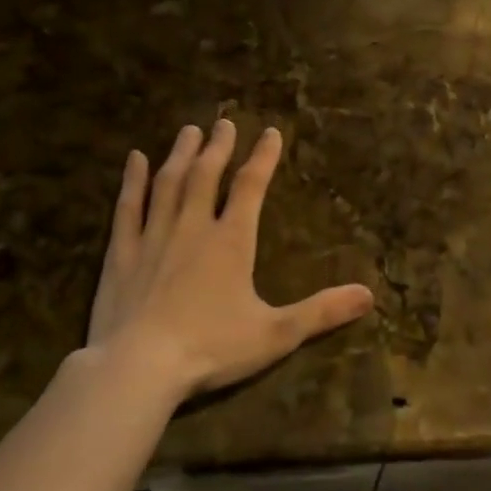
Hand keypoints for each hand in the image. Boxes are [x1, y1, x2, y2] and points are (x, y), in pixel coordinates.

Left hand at [81, 119, 374, 402]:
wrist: (138, 368)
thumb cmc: (211, 348)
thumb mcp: (276, 334)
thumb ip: (322, 312)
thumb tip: (369, 295)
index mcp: (231, 242)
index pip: (251, 187)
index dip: (263, 157)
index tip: (271, 132)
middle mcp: (193, 227)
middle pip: (207, 176)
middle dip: (219, 147)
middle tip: (224, 122)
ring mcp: (153, 237)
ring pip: (169, 183)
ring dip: (181, 155)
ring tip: (189, 131)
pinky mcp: (121, 253)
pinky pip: (128, 207)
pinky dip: (132, 181)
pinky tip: (134, 159)